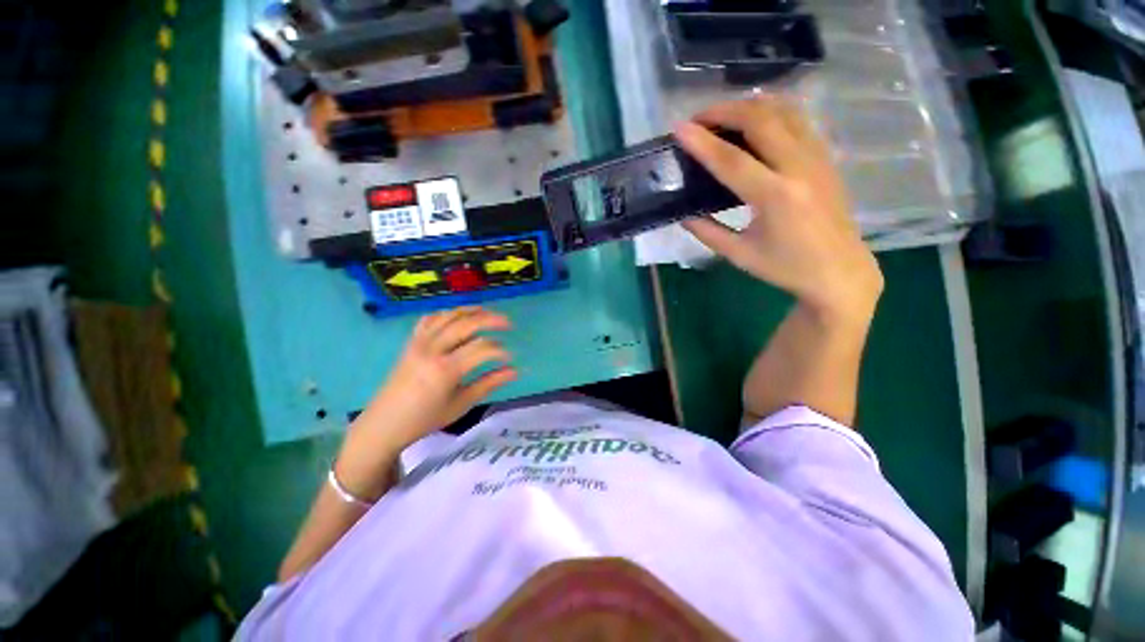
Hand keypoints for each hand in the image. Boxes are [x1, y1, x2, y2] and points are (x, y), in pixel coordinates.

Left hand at [336, 307, 515, 497]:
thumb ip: (489, 383)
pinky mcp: (411, 341)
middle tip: (509, 323)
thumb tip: (515, 371)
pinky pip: (430, 319)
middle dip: (491, 320)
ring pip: (449, 316)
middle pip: (466, 324)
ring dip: (471, 311)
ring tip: (489, 312)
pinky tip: (459, 315)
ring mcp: (419, 342)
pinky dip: (447, 313)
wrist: (384, 423)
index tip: (510, 357)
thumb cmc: (426, 418)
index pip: (481, 348)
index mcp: (445, 370)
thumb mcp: (461, 404)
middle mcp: (432, 350)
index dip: (499, 350)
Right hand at [676, 96, 882, 322]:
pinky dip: (772, 111)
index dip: (702, 142)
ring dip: (749, 106)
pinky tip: (755, 121)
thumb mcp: (739, 254)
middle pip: (760, 120)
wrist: (840, 270)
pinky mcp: (825, 156)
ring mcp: (817, 157)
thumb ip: (708, 232)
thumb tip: (683, 214)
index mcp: (775, 197)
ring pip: (784, 110)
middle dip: (724, 111)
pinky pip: (798, 119)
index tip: (679, 128)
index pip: (732, 160)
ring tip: (724, 116)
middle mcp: (799, 167)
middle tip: (699, 120)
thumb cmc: (786, 267)